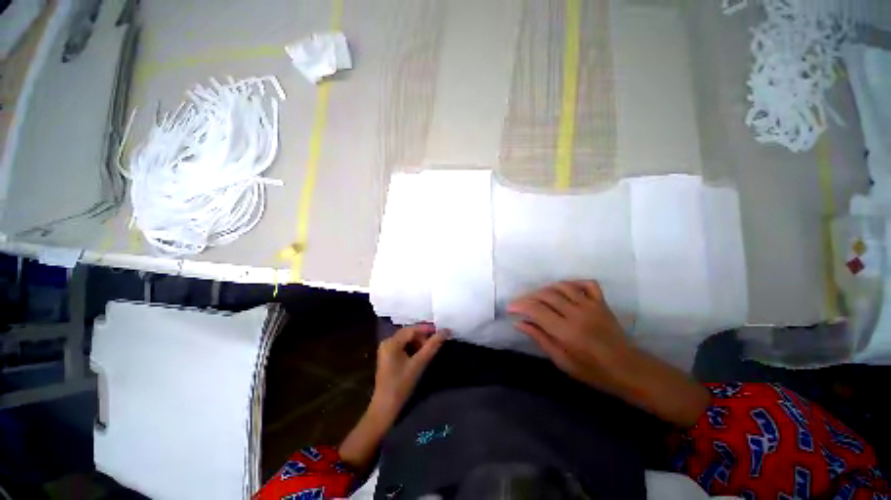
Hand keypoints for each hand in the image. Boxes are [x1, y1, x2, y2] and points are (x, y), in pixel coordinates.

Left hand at [370, 324, 448, 421]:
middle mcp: (387, 342)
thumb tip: (446, 331)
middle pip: (409, 333)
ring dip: (419, 342)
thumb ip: (432, 346)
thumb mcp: (419, 364)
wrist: (385, 408)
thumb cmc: (401, 385)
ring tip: (429, 350)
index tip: (441, 331)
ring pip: (407, 339)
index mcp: (391, 342)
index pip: (412, 329)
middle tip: (436, 343)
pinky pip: (403, 346)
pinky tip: (421, 355)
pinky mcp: (388, 356)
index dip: (427, 329)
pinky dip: (413, 348)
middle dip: (423, 336)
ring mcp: (387, 349)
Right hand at [507, 280, 634, 391]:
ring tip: (538, 297)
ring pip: (562, 286)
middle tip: (520, 303)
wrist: (628, 370)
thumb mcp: (562, 361)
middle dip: (528, 296)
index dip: (520, 306)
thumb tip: (519, 324)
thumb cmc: (592, 372)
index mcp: (566, 331)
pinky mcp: (601, 303)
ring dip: (546, 288)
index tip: (510, 308)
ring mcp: (591, 305)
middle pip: (546, 295)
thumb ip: (540, 339)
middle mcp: (577, 314)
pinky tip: (564, 289)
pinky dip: (573, 282)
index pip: (536, 310)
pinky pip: (587, 284)